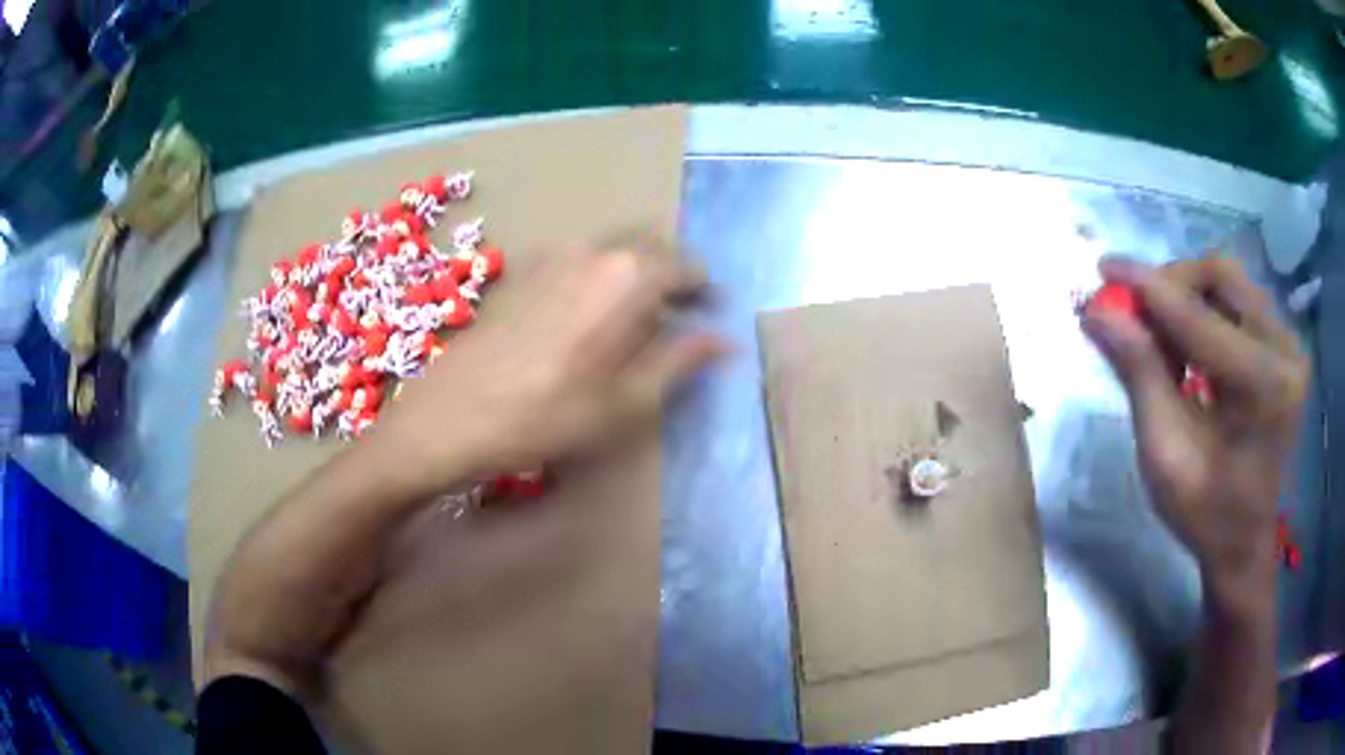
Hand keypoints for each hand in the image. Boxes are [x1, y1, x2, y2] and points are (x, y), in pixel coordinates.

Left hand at [377, 241, 727, 494]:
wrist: (452, 416)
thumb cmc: (546, 416)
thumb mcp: (627, 401)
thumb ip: (681, 361)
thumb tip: (726, 340)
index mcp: (629, 276)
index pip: (686, 267)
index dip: (703, 292)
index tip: (708, 317)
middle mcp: (593, 250)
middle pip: (649, 247)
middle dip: (670, 275)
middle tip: (677, 316)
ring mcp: (553, 254)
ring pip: (613, 250)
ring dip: (635, 273)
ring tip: (634, 320)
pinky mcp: (524, 269)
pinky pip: (580, 259)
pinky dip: (599, 275)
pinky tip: (587, 316)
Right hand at [1082, 256, 1307, 607]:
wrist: (1244, 542)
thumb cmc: (1204, 513)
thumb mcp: (1164, 454)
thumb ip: (1138, 374)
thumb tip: (1096, 310)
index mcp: (1263, 388)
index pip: (1199, 317)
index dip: (1148, 287)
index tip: (1104, 267)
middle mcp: (1286, 352)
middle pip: (1222, 278)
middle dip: (1173, 285)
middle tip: (1137, 311)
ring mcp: (1290, 346)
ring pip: (1231, 284)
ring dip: (1189, 297)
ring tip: (1163, 336)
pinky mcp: (1287, 348)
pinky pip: (1241, 303)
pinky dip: (1207, 311)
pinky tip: (1190, 345)